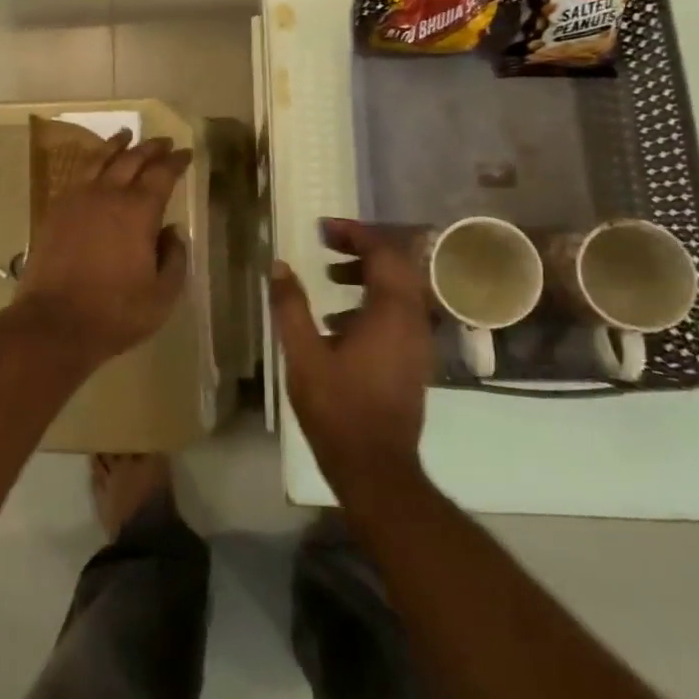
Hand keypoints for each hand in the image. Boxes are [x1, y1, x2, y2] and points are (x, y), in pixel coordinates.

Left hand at [16, 133, 192, 364]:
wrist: (54, 322)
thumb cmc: (115, 312)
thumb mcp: (162, 295)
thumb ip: (174, 258)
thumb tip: (173, 231)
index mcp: (139, 211)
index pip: (162, 174)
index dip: (176, 161)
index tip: (186, 153)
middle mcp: (108, 195)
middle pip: (132, 159)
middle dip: (150, 147)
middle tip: (163, 141)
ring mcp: (77, 200)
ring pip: (100, 160)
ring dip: (117, 145)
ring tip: (126, 135)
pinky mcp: (55, 211)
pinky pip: (77, 176)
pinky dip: (91, 163)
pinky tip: (94, 166)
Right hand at [271, 218, 431, 488]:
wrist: (377, 469)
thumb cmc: (338, 409)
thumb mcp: (304, 355)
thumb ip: (291, 306)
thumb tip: (280, 265)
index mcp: (391, 312)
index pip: (383, 252)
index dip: (355, 233)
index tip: (322, 228)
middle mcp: (414, 320)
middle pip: (397, 265)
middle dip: (362, 247)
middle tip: (327, 243)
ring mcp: (418, 341)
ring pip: (400, 288)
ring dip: (368, 273)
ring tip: (330, 275)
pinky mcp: (414, 359)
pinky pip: (399, 311)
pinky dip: (373, 299)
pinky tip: (339, 320)